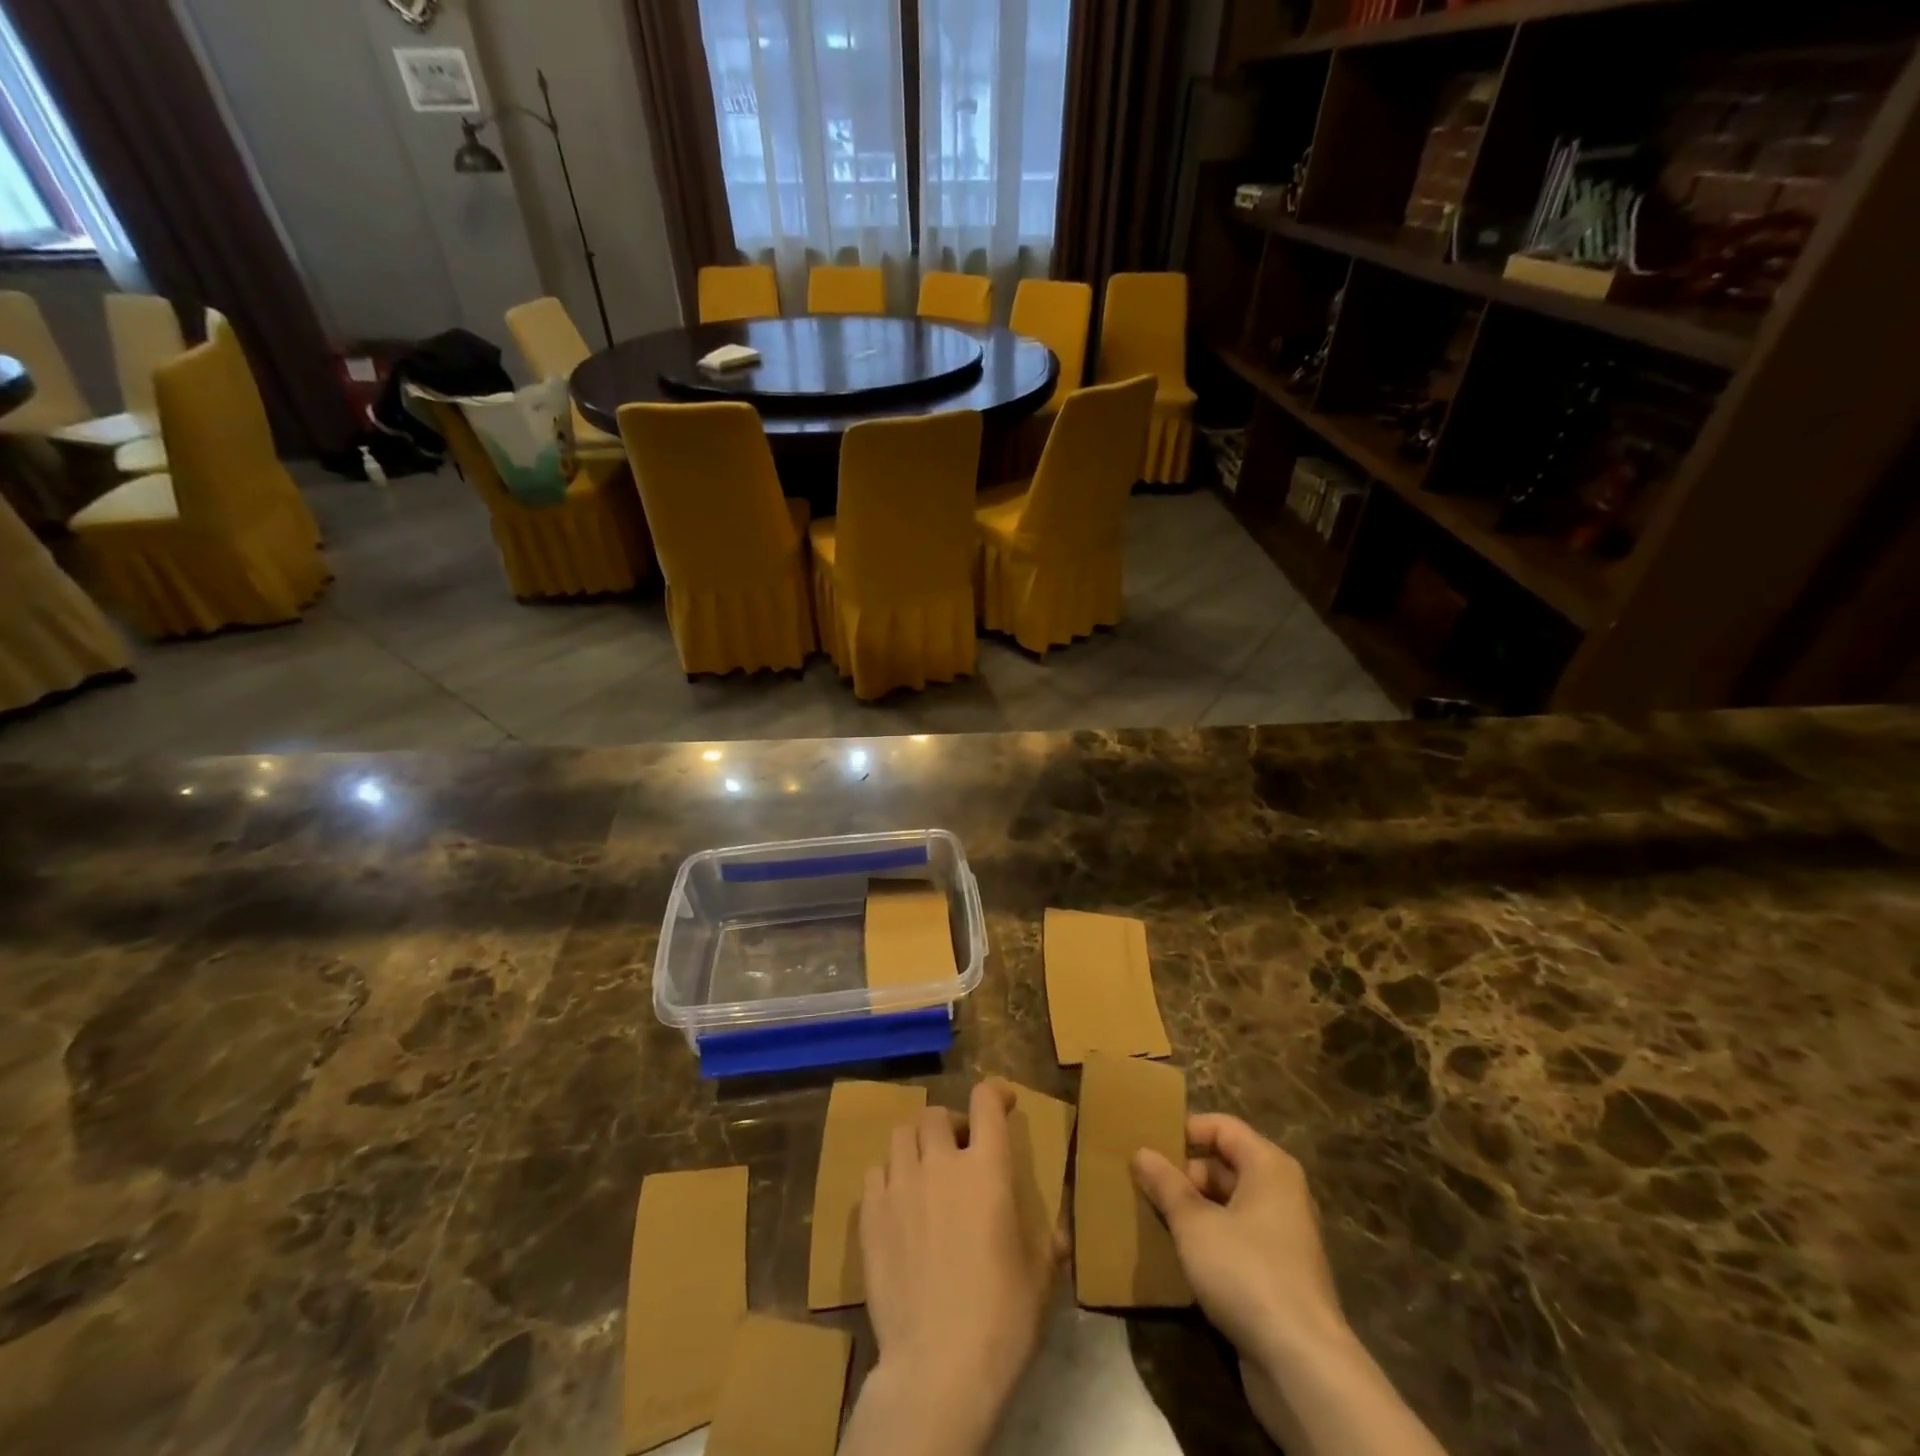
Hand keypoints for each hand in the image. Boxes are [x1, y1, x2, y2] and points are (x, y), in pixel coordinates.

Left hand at [843, 1081, 1058, 1455]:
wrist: (937, 1367)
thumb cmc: (1000, 1318)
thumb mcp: (1039, 1278)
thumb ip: (1048, 1243)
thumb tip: (1060, 1235)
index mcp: (986, 1168)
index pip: (986, 1101)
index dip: (996, 1092)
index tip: (1004, 1102)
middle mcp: (940, 1163)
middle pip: (936, 1114)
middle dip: (951, 1125)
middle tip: (960, 1151)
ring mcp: (900, 1186)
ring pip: (900, 1135)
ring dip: (916, 1145)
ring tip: (925, 1172)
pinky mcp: (870, 1215)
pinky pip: (875, 1173)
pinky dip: (888, 1177)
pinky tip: (898, 1204)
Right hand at [1137, 1117, 1453, 1455]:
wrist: (1302, 1365)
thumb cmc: (1246, 1272)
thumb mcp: (1194, 1223)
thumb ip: (1166, 1184)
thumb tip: (1141, 1152)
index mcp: (1269, 1166)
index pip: (1222, 1127)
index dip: (1185, 1130)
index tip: (1149, 1144)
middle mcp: (1281, 1193)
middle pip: (1225, 1165)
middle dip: (1184, 1174)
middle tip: (1144, 1185)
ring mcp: (1283, 1236)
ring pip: (1228, 1206)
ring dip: (1193, 1210)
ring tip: (1153, 1217)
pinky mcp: (1279, 1275)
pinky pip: (1236, 1240)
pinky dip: (1209, 1241)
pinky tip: (1178, 1255)